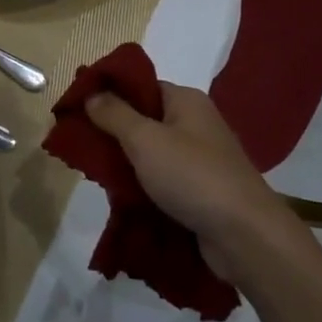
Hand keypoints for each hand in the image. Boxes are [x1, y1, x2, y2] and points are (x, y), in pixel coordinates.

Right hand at [85, 83, 293, 282]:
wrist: (244, 235)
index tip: (77, 107)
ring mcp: (200, 159)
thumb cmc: (192, 176)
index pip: (141, 86)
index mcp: (186, 101)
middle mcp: (195, 124)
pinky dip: (142, 185)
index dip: (109, 93)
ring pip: (151, 153)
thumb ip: (115, 115)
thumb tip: (92, 92)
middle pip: (144, 120)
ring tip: (94, 173)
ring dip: (125, 163)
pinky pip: (162, 180)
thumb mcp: (145, 140)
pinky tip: (119, 196)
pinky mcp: (200, 191)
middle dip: (113, 132)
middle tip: (80, 145)